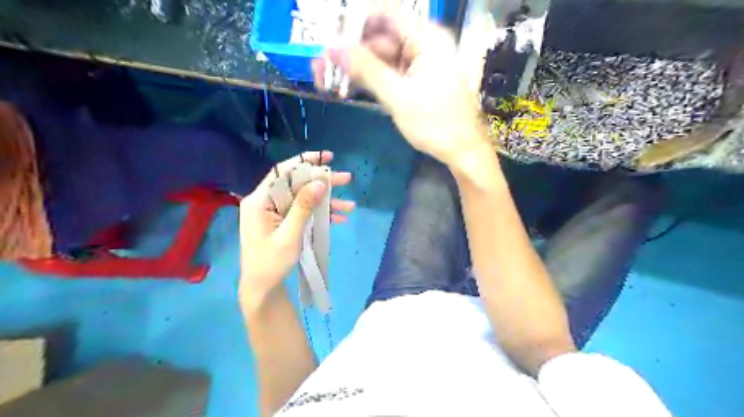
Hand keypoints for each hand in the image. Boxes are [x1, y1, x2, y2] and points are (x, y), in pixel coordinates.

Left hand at [239, 152, 353, 304]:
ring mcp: (275, 213)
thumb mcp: (289, 235)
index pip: (282, 172)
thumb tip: (320, 182)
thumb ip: (303, 207)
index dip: (305, 161)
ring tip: (350, 205)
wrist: (262, 288)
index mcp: (260, 201)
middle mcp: (266, 202)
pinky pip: (303, 212)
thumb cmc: (270, 263)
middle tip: (347, 179)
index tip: (327, 157)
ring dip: (327, 201)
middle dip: (323, 183)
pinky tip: (339, 219)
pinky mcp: (283, 222)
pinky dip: (320, 215)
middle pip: (297, 185)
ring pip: (304, 199)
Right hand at [312, 15, 491, 167]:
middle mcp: (425, 46)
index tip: (330, 35)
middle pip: (382, 38)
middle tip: (322, 62)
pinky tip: (349, 85)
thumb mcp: (398, 96)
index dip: (357, 22)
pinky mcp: (417, 82)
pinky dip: (371, 79)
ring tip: (327, 76)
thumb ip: (366, 70)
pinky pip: (390, 73)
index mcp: (427, 39)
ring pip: (383, 58)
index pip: (387, 15)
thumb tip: (332, 48)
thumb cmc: (435, 123)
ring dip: (358, 67)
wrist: (462, 150)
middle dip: (352, 50)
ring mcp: (421, 65)